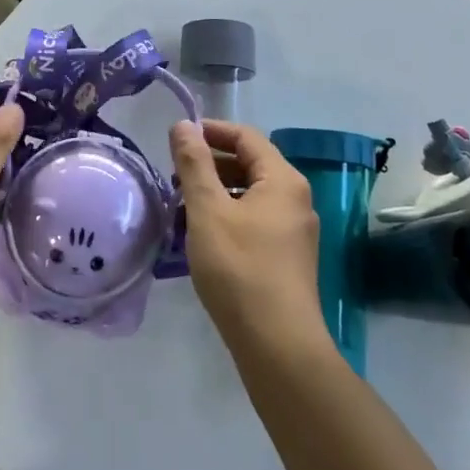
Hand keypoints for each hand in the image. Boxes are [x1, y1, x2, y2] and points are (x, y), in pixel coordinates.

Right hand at [170, 119, 325, 348]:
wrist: (278, 345)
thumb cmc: (239, 268)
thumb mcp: (208, 210)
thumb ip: (194, 164)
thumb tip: (183, 125)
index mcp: (283, 180)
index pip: (246, 136)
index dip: (211, 130)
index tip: (177, 137)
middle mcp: (295, 199)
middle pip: (250, 164)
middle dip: (210, 163)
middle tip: (174, 174)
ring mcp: (294, 230)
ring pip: (250, 194)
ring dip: (216, 191)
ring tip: (182, 205)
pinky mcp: (287, 257)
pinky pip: (254, 220)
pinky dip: (227, 215)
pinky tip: (202, 235)